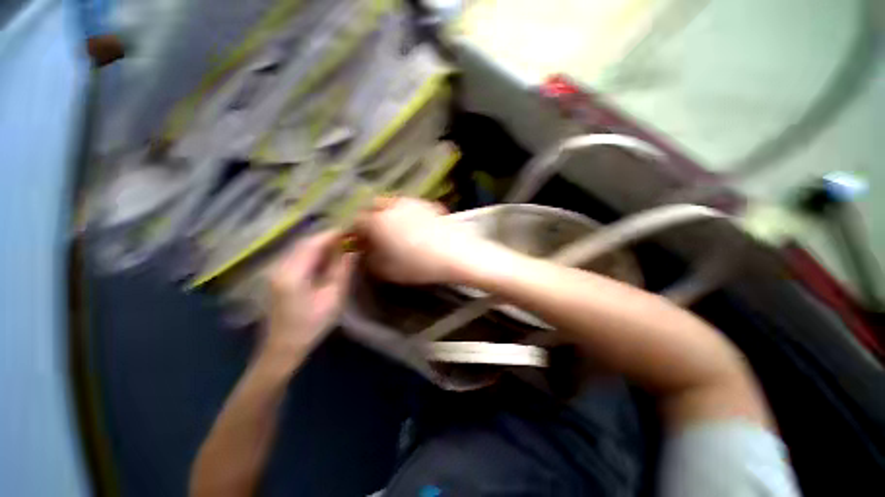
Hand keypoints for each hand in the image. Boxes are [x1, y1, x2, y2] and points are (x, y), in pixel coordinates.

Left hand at [265, 231, 354, 359]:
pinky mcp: (277, 275)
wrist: (282, 348)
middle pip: (305, 242)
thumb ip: (342, 270)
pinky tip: (326, 257)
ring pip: (300, 247)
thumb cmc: (311, 325)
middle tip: (350, 237)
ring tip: (342, 245)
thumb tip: (353, 249)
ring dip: (321, 243)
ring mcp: (275, 270)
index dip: (334, 234)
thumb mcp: (333, 297)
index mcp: (292, 273)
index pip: (314, 243)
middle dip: (328, 237)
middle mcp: (279, 266)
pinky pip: (297, 256)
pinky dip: (314, 252)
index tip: (352, 230)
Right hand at [354, 197, 490, 284]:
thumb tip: (365, 251)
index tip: (359, 242)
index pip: (356, 221)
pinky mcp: (428, 204)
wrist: (455, 254)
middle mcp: (392, 205)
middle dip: (370, 219)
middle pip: (373, 207)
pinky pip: (410, 206)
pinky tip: (414, 226)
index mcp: (377, 220)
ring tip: (394, 230)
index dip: (355, 232)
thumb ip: (369, 259)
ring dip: (387, 214)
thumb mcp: (386, 269)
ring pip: (392, 204)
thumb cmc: (418, 265)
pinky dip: (405, 213)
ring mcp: (412, 202)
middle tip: (375, 235)